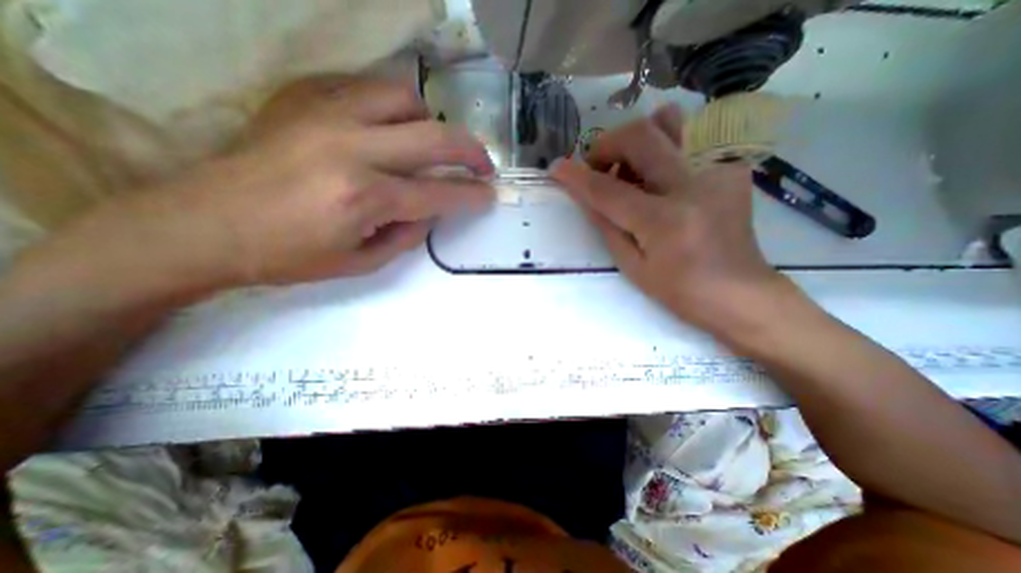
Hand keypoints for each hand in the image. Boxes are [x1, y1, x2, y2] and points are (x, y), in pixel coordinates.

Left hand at [174, 76, 494, 285]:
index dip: (472, 195)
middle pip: (435, 137)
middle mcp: (352, 149)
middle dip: (472, 152)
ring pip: (404, 98)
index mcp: (365, 198)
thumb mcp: (361, 262)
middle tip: (483, 165)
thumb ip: (407, 235)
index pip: (439, 193)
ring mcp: (326, 116)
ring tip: (430, 145)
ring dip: (430, 123)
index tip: (489, 194)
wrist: (205, 225)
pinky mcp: (304, 100)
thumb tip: (432, 210)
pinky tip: (391, 130)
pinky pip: (366, 88)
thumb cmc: (289, 256)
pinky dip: (393, 109)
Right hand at [551, 105, 782, 332]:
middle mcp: (692, 187)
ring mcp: (717, 172)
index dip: (577, 176)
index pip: (608, 190)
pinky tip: (662, 183)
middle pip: (641, 136)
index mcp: (664, 222)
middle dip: (608, 144)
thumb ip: (606, 225)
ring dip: (636, 142)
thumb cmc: (679, 290)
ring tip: (629, 170)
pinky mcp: (730, 170)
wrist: (739, 292)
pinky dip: (663, 156)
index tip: (556, 167)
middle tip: (598, 166)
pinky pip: (688, 145)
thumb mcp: (632, 266)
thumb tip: (584, 195)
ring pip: (668, 125)